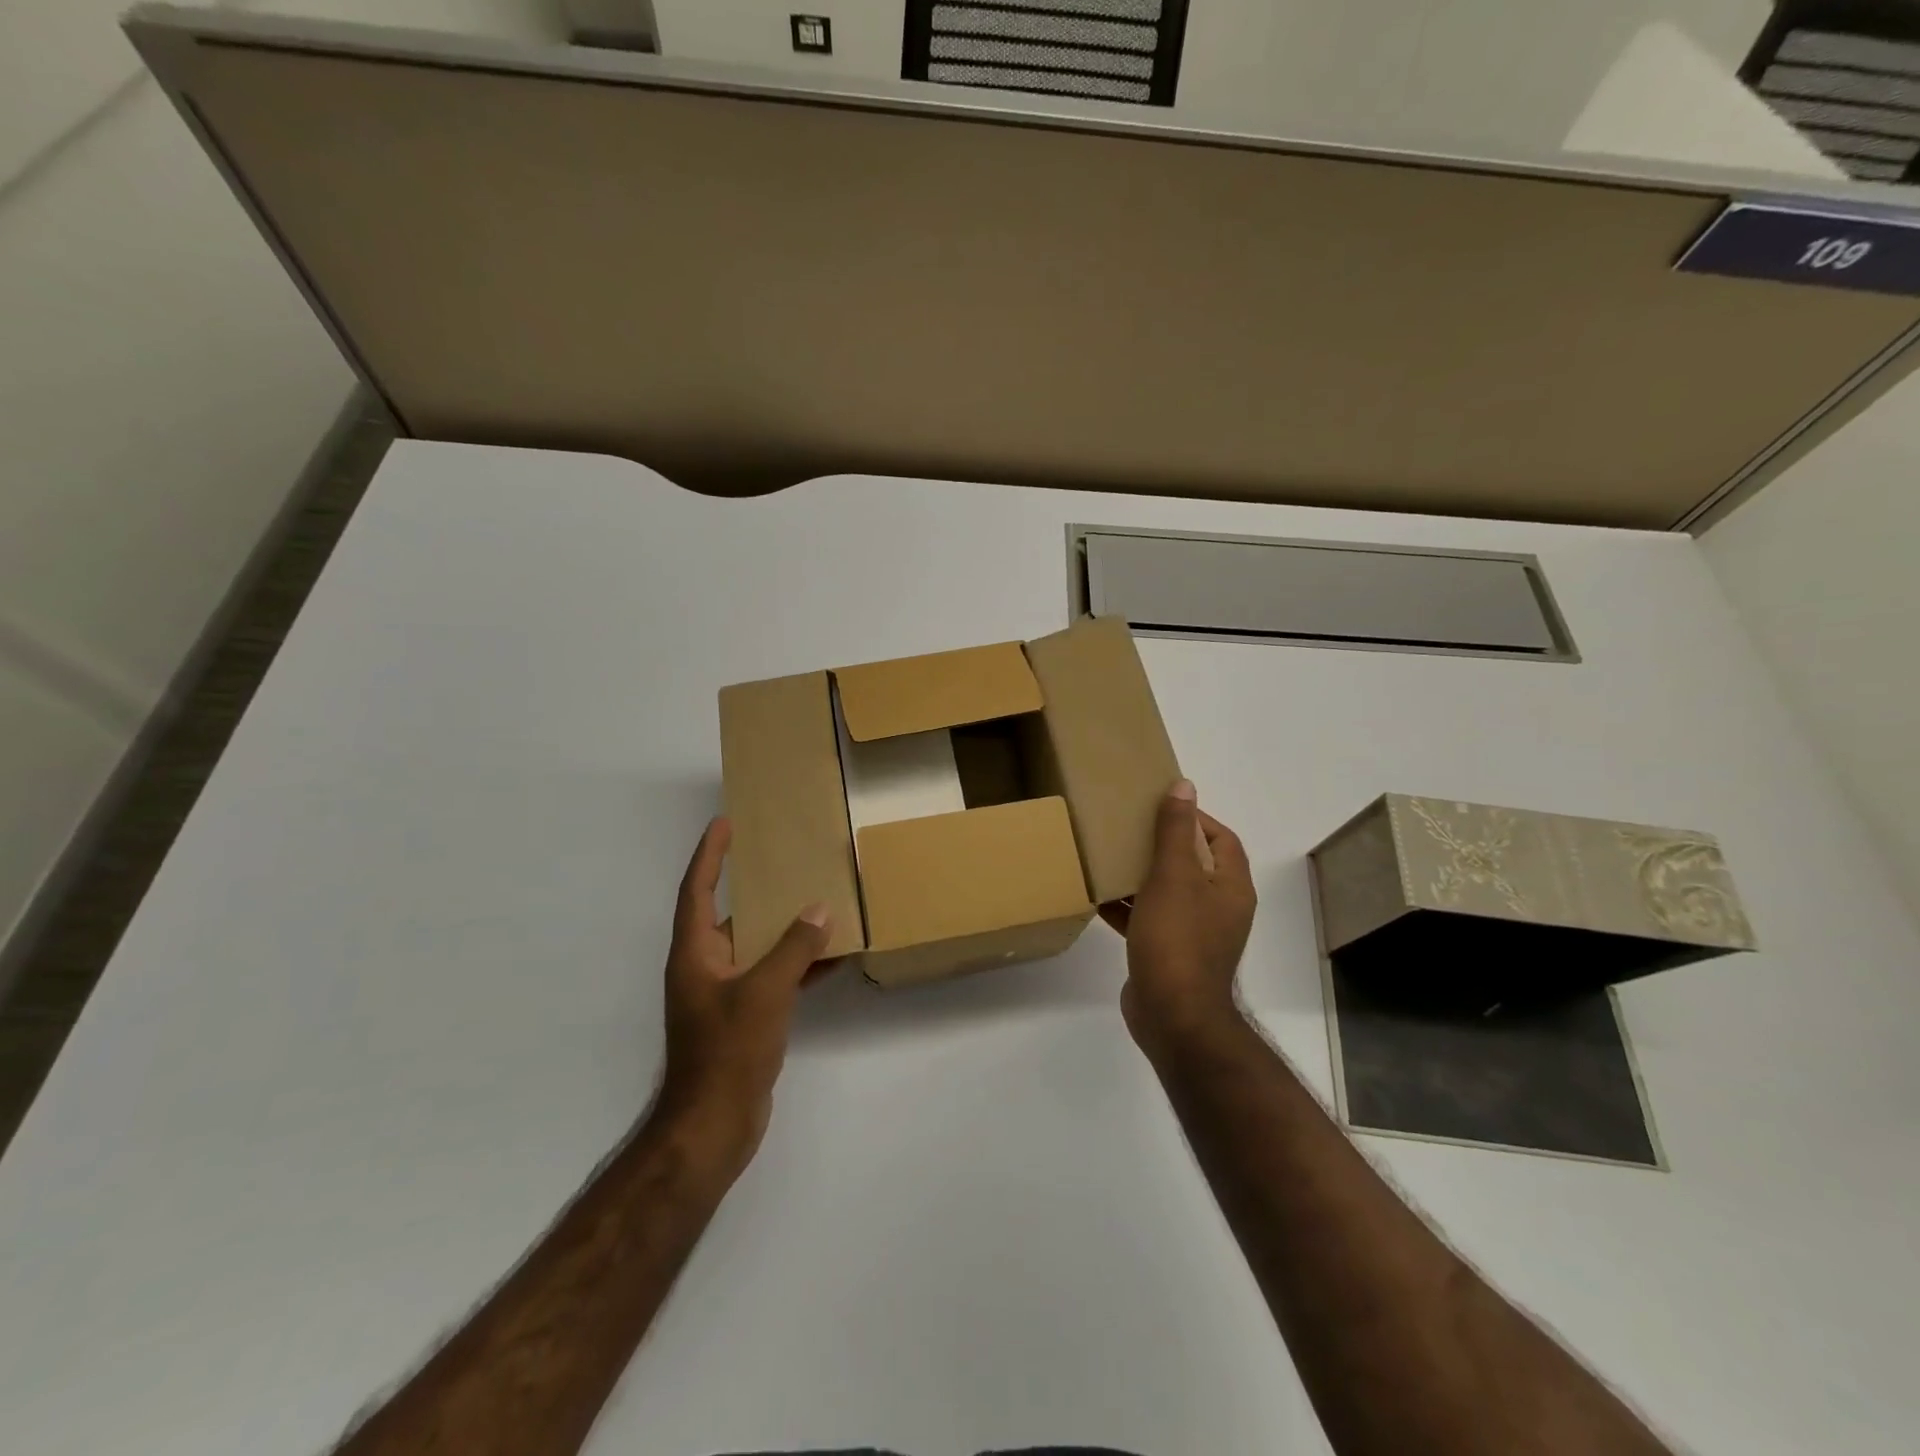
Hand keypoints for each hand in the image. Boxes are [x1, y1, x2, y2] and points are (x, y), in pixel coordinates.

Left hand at [656, 817, 835, 1175]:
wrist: (713, 1125)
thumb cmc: (728, 1050)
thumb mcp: (765, 991)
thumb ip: (794, 948)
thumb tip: (819, 910)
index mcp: (695, 953)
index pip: (697, 890)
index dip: (709, 855)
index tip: (723, 823)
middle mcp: (705, 968)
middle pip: (729, 916)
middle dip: (755, 888)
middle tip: (783, 859)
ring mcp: (724, 995)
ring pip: (756, 948)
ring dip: (784, 929)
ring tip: (818, 901)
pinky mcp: (745, 1019)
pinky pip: (772, 978)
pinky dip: (797, 966)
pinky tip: (831, 959)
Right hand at [1100, 781, 1256, 1056]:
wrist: (1173, 1016)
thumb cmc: (1177, 938)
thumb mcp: (1173, 876)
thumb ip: (1176, 830)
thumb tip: (1184, 786)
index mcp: (1230, 887)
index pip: (1221, 838)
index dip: (1194, 818)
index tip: (1158, 807)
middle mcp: (1219, 908)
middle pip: (1193, 864)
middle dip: (1162, 844)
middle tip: (1128, 827)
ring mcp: (1195, 934)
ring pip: (1169, 892)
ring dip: (1142, 875)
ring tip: (1109, 856)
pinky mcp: (1170, 953)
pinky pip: (1150, 919)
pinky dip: (1129, 907)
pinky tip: (1099, 896)